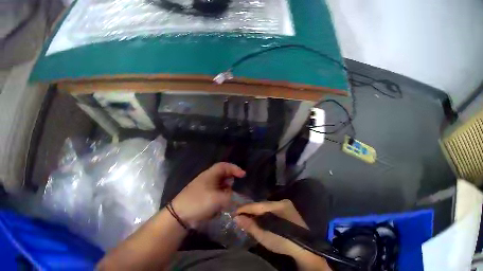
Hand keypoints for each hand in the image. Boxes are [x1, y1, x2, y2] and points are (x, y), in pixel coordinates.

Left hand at [171, 162, 245, 228]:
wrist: (181, 215)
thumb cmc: (199, 203)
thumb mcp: (218, 199)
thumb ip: (230, 196)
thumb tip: (235, 196)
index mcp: (209, 176)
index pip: (223, 166)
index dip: (234, 168)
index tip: (243, 176)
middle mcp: (206, 181)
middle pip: (222, 176)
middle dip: (231, 181)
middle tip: (237, 189)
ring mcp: (204, 191)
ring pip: (219, 188)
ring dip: (226, 192)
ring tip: (231, 200)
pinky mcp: (202, 200)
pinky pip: (215, 197)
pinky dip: (221, 200)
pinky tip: (224, 207)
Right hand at [234, 200, 330, 270]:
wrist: (303, 247)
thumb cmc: (282, 241)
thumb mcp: (263, 235)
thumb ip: (249, 225)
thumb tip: (236, 218)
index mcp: (277, 206)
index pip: (256, 205)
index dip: (243, 209)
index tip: (233, 213)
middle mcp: (283, 202)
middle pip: (262, 206)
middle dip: (250, 211)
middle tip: (239, 217)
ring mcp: (288, 207)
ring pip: (268, 209)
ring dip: (258, 214)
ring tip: (248, 220)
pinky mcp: (291, 213)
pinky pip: (274, 212)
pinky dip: (265, 216)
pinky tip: (260, 221)